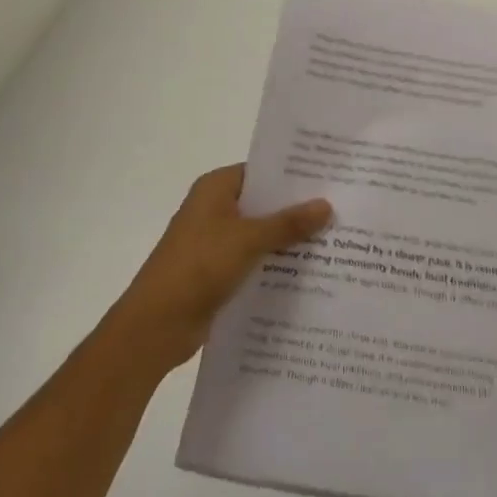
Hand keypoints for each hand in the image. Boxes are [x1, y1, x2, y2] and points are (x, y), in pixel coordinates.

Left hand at [109, 166, 332, 370]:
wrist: (155, 326)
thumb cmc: (198, 267)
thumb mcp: (248, 240)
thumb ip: (288, 223)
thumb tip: (326, 205)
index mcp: (215, 188)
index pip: (262, 171)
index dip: (294, 174)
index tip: (330, 178)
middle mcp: (214, 208)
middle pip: (263, 202)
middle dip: (297, 209)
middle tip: (340, 208)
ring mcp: (215, 241)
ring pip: (261, 233)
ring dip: (288, 239)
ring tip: (335, 240)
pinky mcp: (217, 271)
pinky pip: (254, 259)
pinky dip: (275, 263)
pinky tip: (309, 272)